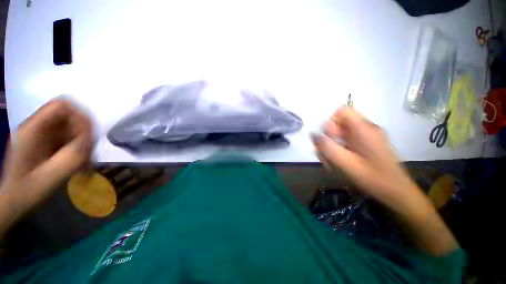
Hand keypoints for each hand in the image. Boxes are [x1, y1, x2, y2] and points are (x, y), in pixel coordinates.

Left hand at [0, 99, 92, 216]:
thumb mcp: (52, 174)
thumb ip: (73, 154)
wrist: (12, 201)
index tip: (90, 135)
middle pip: (68, 117)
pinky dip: (76, 148)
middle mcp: (35, 127)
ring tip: (85, 163)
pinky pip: (66, 138)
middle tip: (89, 154)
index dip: (80, 116)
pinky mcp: (43, 142)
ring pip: (70, 128)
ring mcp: (39, 134)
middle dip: (83, 134)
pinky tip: (78, 164)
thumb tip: (91, 139)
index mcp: (32, 130)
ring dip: (81, 143)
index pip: (61, 106)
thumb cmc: (28, 191)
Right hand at [313, 106, 420, 208]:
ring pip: (340, 133)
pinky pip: (346, 140)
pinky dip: (339, 149)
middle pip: (339, 123)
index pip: (341, 111)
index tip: (329, 139)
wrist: (398, 192)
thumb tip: (313, 134)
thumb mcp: (346, 163)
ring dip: (332, 145)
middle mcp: (365, 128)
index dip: (330, 122)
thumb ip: (327, 147)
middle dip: (329, 137)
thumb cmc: (374, 178)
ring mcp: (366, 136)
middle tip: (329, 154)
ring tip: (332, 162)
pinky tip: (339, 161)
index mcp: (363, 129)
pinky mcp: (366, 144)